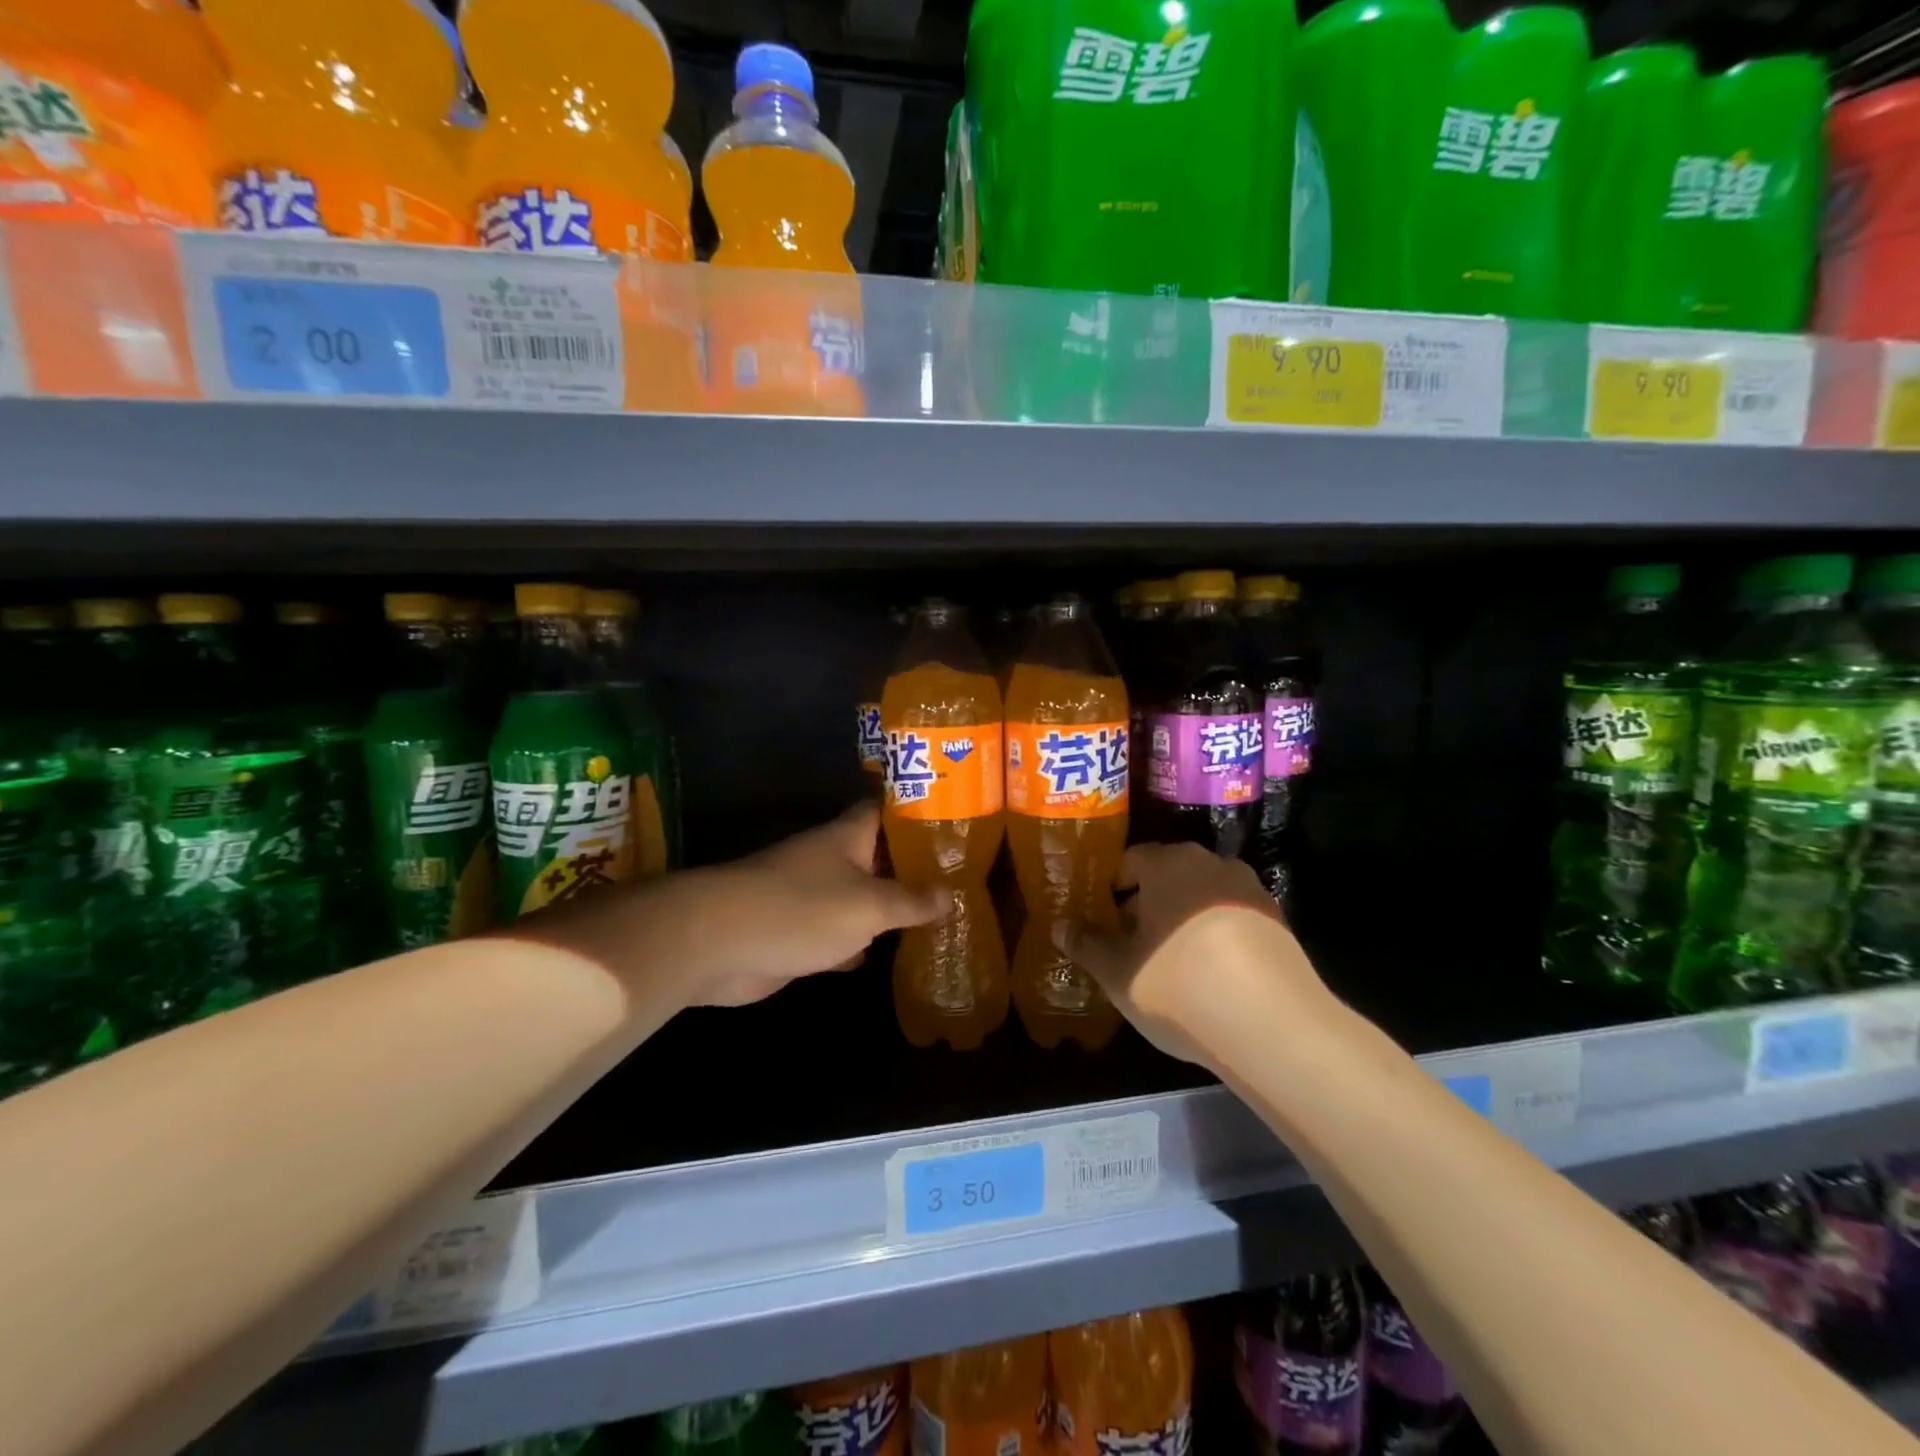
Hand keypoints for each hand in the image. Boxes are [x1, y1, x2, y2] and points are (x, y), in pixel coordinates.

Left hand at [680, 804, 948, 1006]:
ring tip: (934, 918)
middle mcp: (831, 859)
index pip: (887, 810)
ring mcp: (811, 896)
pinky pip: (839, 934)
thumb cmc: (803, 909)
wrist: (719, 943)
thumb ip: (912, 900)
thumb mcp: (870, 905)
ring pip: (860, 897)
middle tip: (957, 880)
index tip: (953, 825)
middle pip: (877, 856)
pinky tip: (885, 956)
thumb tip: (951, 895)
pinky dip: (859, 944)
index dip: (918, 813)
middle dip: (911, 868)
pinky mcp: (797, 932)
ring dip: (887, 908)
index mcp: (848, 837)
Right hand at [1071, 843, 1317, 1065]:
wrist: (1274, 1026)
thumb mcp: (1119, 973)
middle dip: (1148, 901)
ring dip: (1185, 916)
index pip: (1132, 860)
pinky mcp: (1279, 922)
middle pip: (1170, 874)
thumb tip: (1060, 926)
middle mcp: (1212, 864)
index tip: (1104, 916)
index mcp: (1169, 865)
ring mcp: (1251, 891)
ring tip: (1172, 959)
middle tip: (1132, 940)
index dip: (1113, 886)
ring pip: (1204, 895)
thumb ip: (1087, 945)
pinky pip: (1234, 917)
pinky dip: (1218, 934)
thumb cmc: (1180, 988)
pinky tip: (1212, 973)